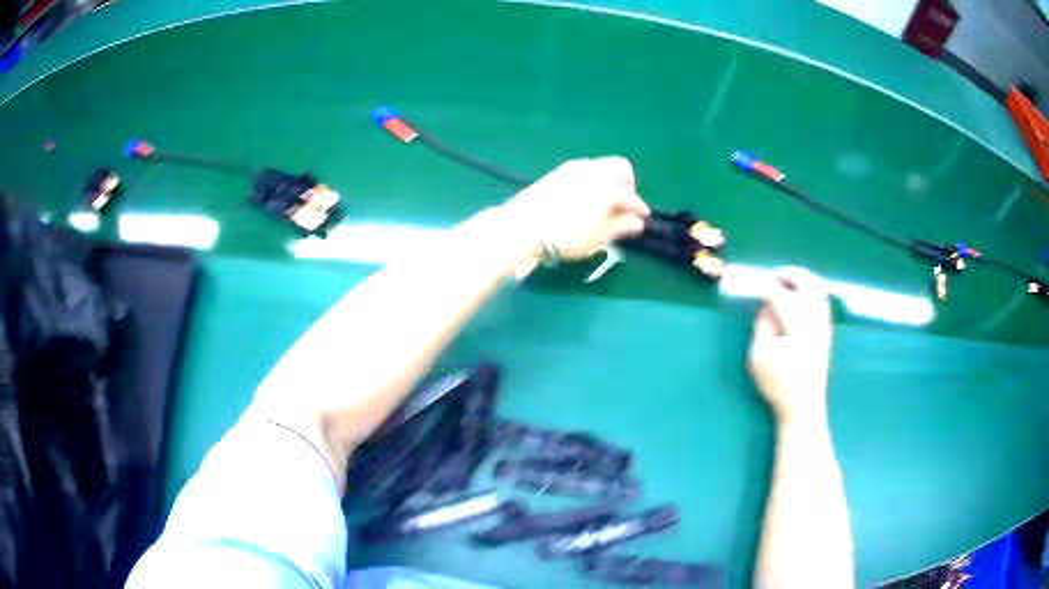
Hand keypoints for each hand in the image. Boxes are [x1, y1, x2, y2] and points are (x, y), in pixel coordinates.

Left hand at [504, 157, 649, 260]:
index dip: (639, 209)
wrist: (523, 226)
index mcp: (608, 186)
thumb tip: (636, 222)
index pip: (631, 196)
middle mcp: (594, 170)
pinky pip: (585, 170)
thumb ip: (620, 226)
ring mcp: (574, 168)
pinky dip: (592, 181)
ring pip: (601, 167)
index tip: (641, 220)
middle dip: (627, 184)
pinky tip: (585, 199)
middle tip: (623, 206)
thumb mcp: (597, 237)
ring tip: (603, 204)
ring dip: (609, 181)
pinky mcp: (558, 172)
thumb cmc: (565, 235)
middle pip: (620, 168)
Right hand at [748, 267, 833, 422]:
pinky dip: (811, 292)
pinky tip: (799, 299)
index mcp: (796, 321)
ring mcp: (823, 323)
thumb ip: (762, 324)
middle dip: (789, 274)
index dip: (765, 285)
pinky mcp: (827, 332)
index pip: (779, 293)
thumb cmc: (778, 383)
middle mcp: (814, 317)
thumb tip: (766, 304)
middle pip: (806, 283)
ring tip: (786, 283)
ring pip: (818, 289)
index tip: (753, 283)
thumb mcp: (759, 355)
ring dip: (803, 281)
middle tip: (774, 275)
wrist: (803, 406)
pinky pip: (822, 301)